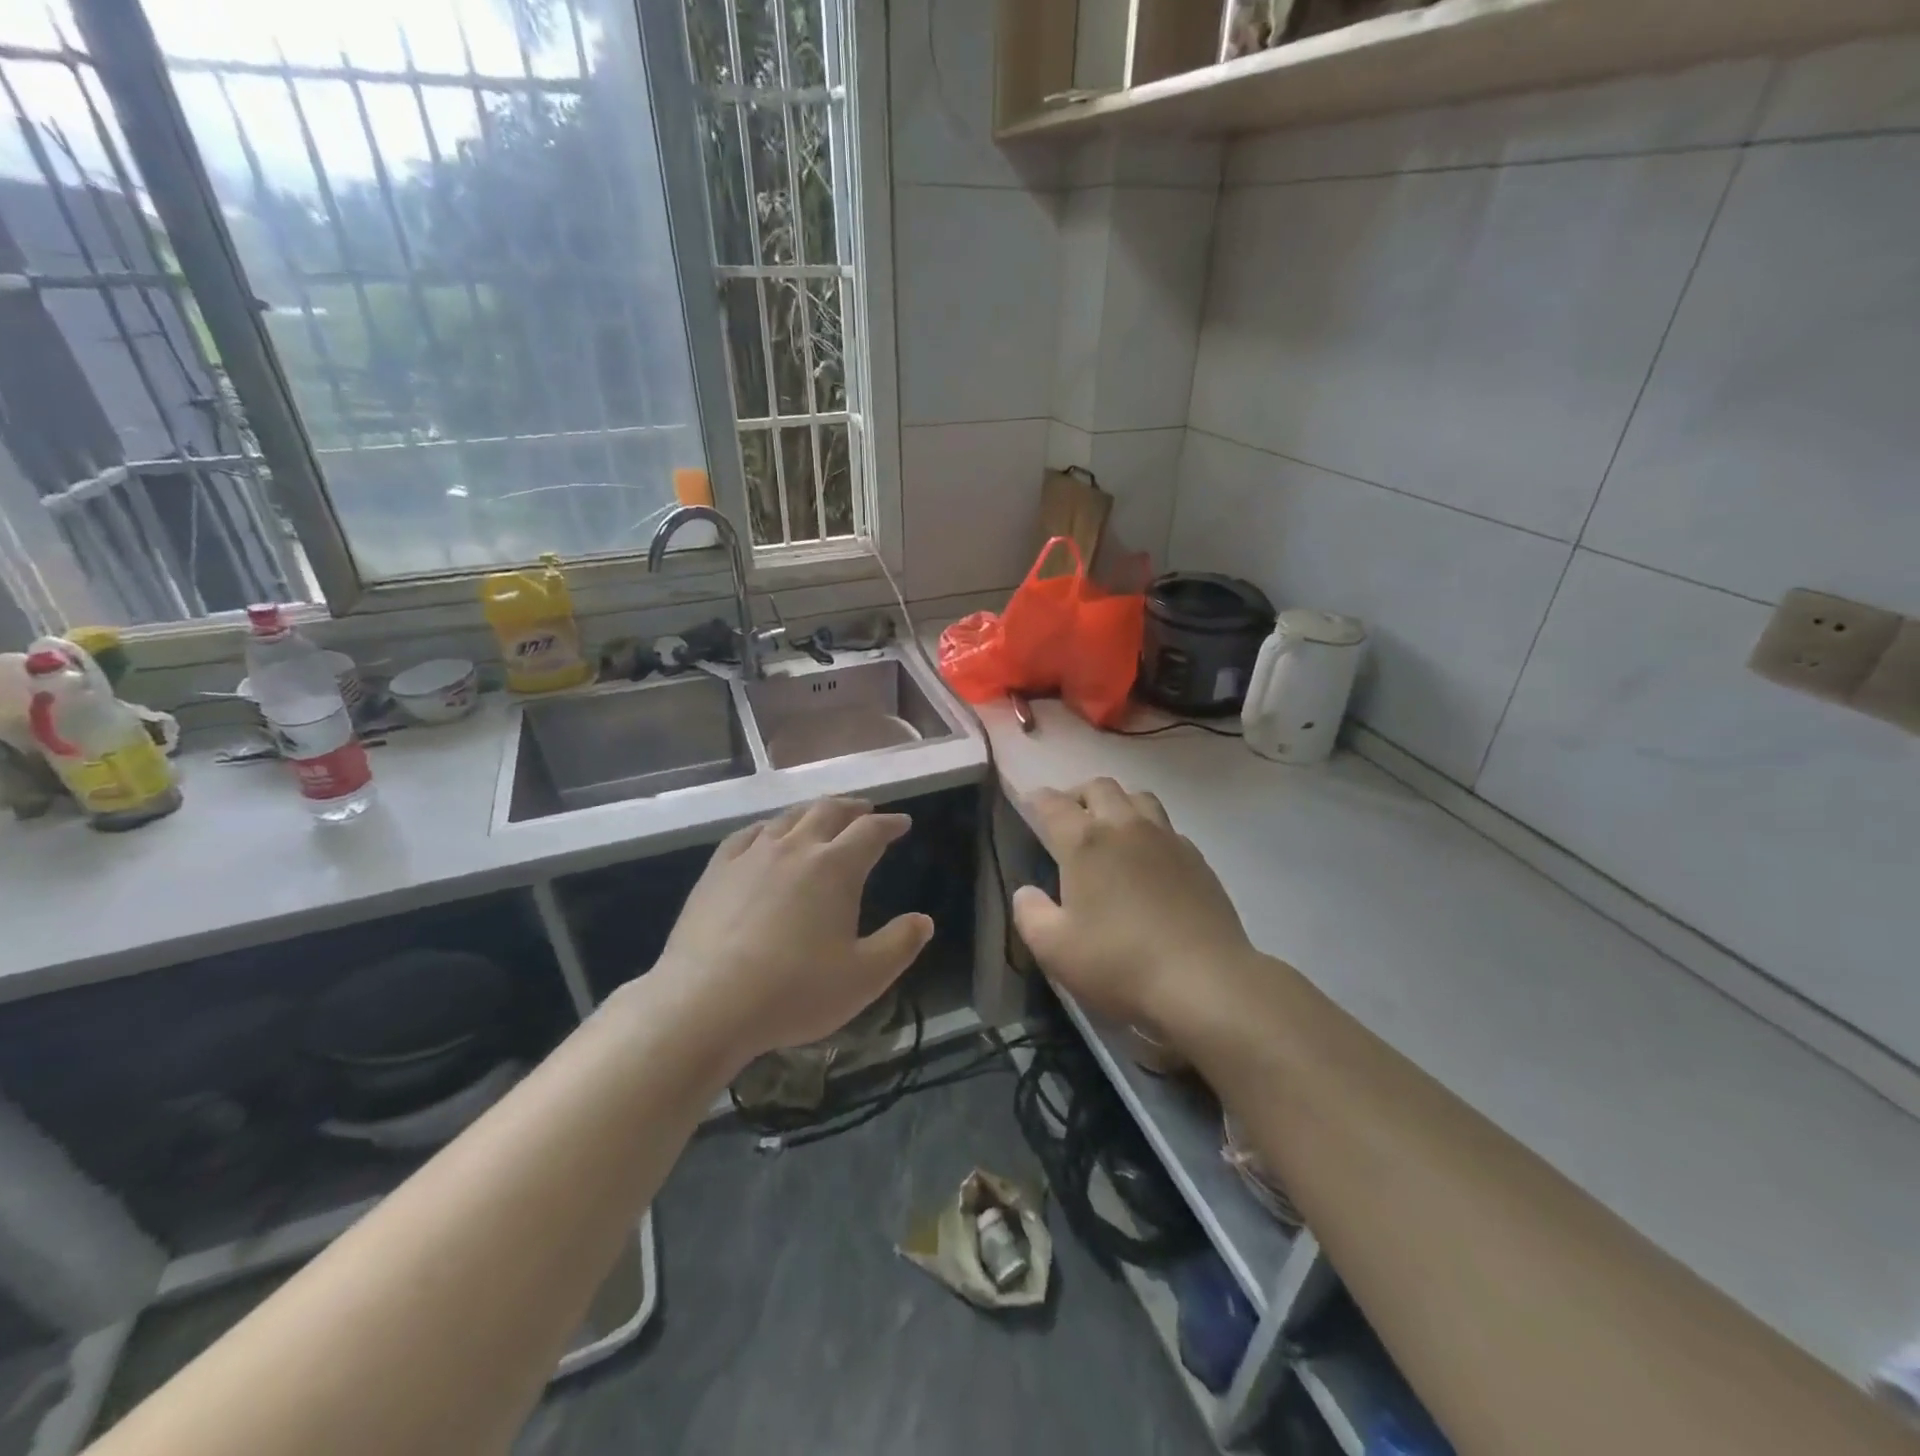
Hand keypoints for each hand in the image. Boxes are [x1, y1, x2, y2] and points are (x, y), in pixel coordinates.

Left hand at [653, 798, 933, 1066]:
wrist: (706, 1003)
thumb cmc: (795, 991)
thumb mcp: (864, 977)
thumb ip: (900, 945)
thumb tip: (924, 920)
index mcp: (836, 868)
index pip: (870, 832)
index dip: (890, 824)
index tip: (902, 823)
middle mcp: (796, 848)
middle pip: (828, 812)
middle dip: (853, 808)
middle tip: (866, 810)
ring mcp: (752, 856)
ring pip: (788, 818)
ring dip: (812, 812)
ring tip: (822, 816)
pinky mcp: (717, 871)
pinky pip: (748, 834)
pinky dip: (768, 828)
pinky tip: (767, 834)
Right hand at [1013, 779, 1258, 1044]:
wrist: (1205, 981)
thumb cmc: (1119, 963)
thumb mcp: (1054, 949)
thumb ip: (1029, 914)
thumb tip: (1027, 891)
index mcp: (1085, 841)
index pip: (1052, 803)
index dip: (1035, 798)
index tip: (1028, 804)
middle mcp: (1125, 826)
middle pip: (1099, 787)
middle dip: (1078, 795)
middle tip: (1068, 820)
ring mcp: (1166, 838)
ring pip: (1138, 798)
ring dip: (1118, 804)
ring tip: (1109, 831)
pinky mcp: (1197, 858)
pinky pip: (1166, 827)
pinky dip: (1149, 831)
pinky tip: (1147, 862)